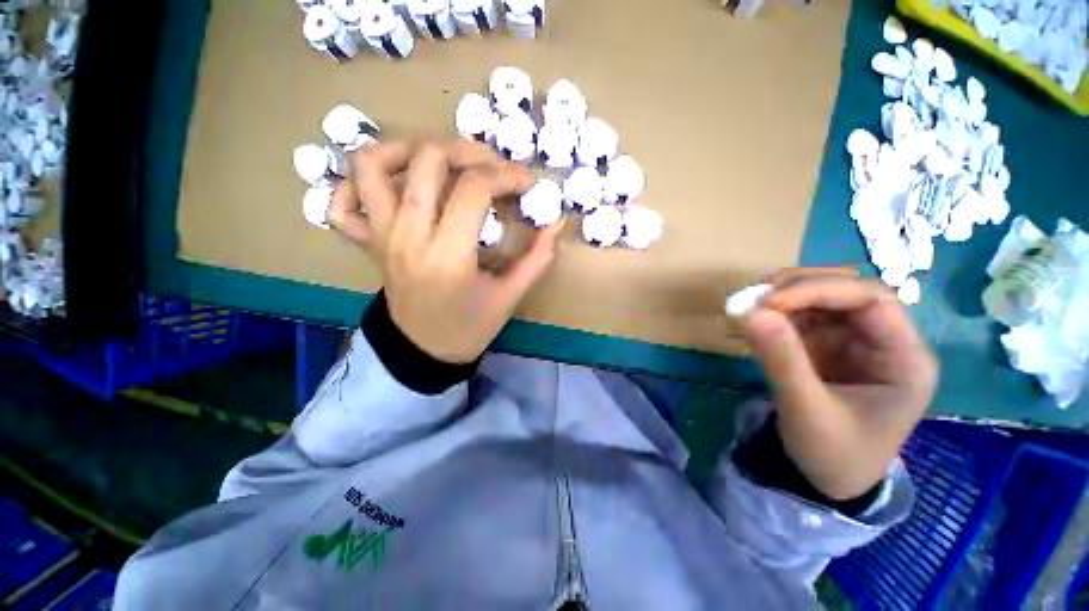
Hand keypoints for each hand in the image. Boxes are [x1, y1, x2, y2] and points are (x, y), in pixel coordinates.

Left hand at [328, 140, 563, 363]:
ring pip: (372, 166)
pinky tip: (388, 187)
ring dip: (407, 149)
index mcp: (449, 255)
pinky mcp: (368, 244)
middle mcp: (409, 236)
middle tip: (491, 169)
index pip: (474, 188)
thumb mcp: (510, 296)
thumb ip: (537, 258)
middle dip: (468, 152)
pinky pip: (341, 205)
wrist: (426, 350)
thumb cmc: (471, 327)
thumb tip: (557, 223)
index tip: (525, 183)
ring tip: (438, 160)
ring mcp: (382, 236)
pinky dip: (354, 186)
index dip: (506, 175)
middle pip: (428, 161)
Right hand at [736, 269, 937, 499]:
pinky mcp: (829, 347)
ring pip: (823, 299)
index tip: (767, 300)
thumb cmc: (833, 455)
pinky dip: (776, 312)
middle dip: (799, 288)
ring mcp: (855, 342)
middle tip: (753, 297)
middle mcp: (885, 342)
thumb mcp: (807, 411)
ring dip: (784, 297)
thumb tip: (747, 311)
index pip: (871, 300)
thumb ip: (781, 359)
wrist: (828, 480)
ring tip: (747, 305)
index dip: (819, 289)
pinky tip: (754, 319)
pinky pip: (803, 316)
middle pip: (848, 291)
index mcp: (905, 360)